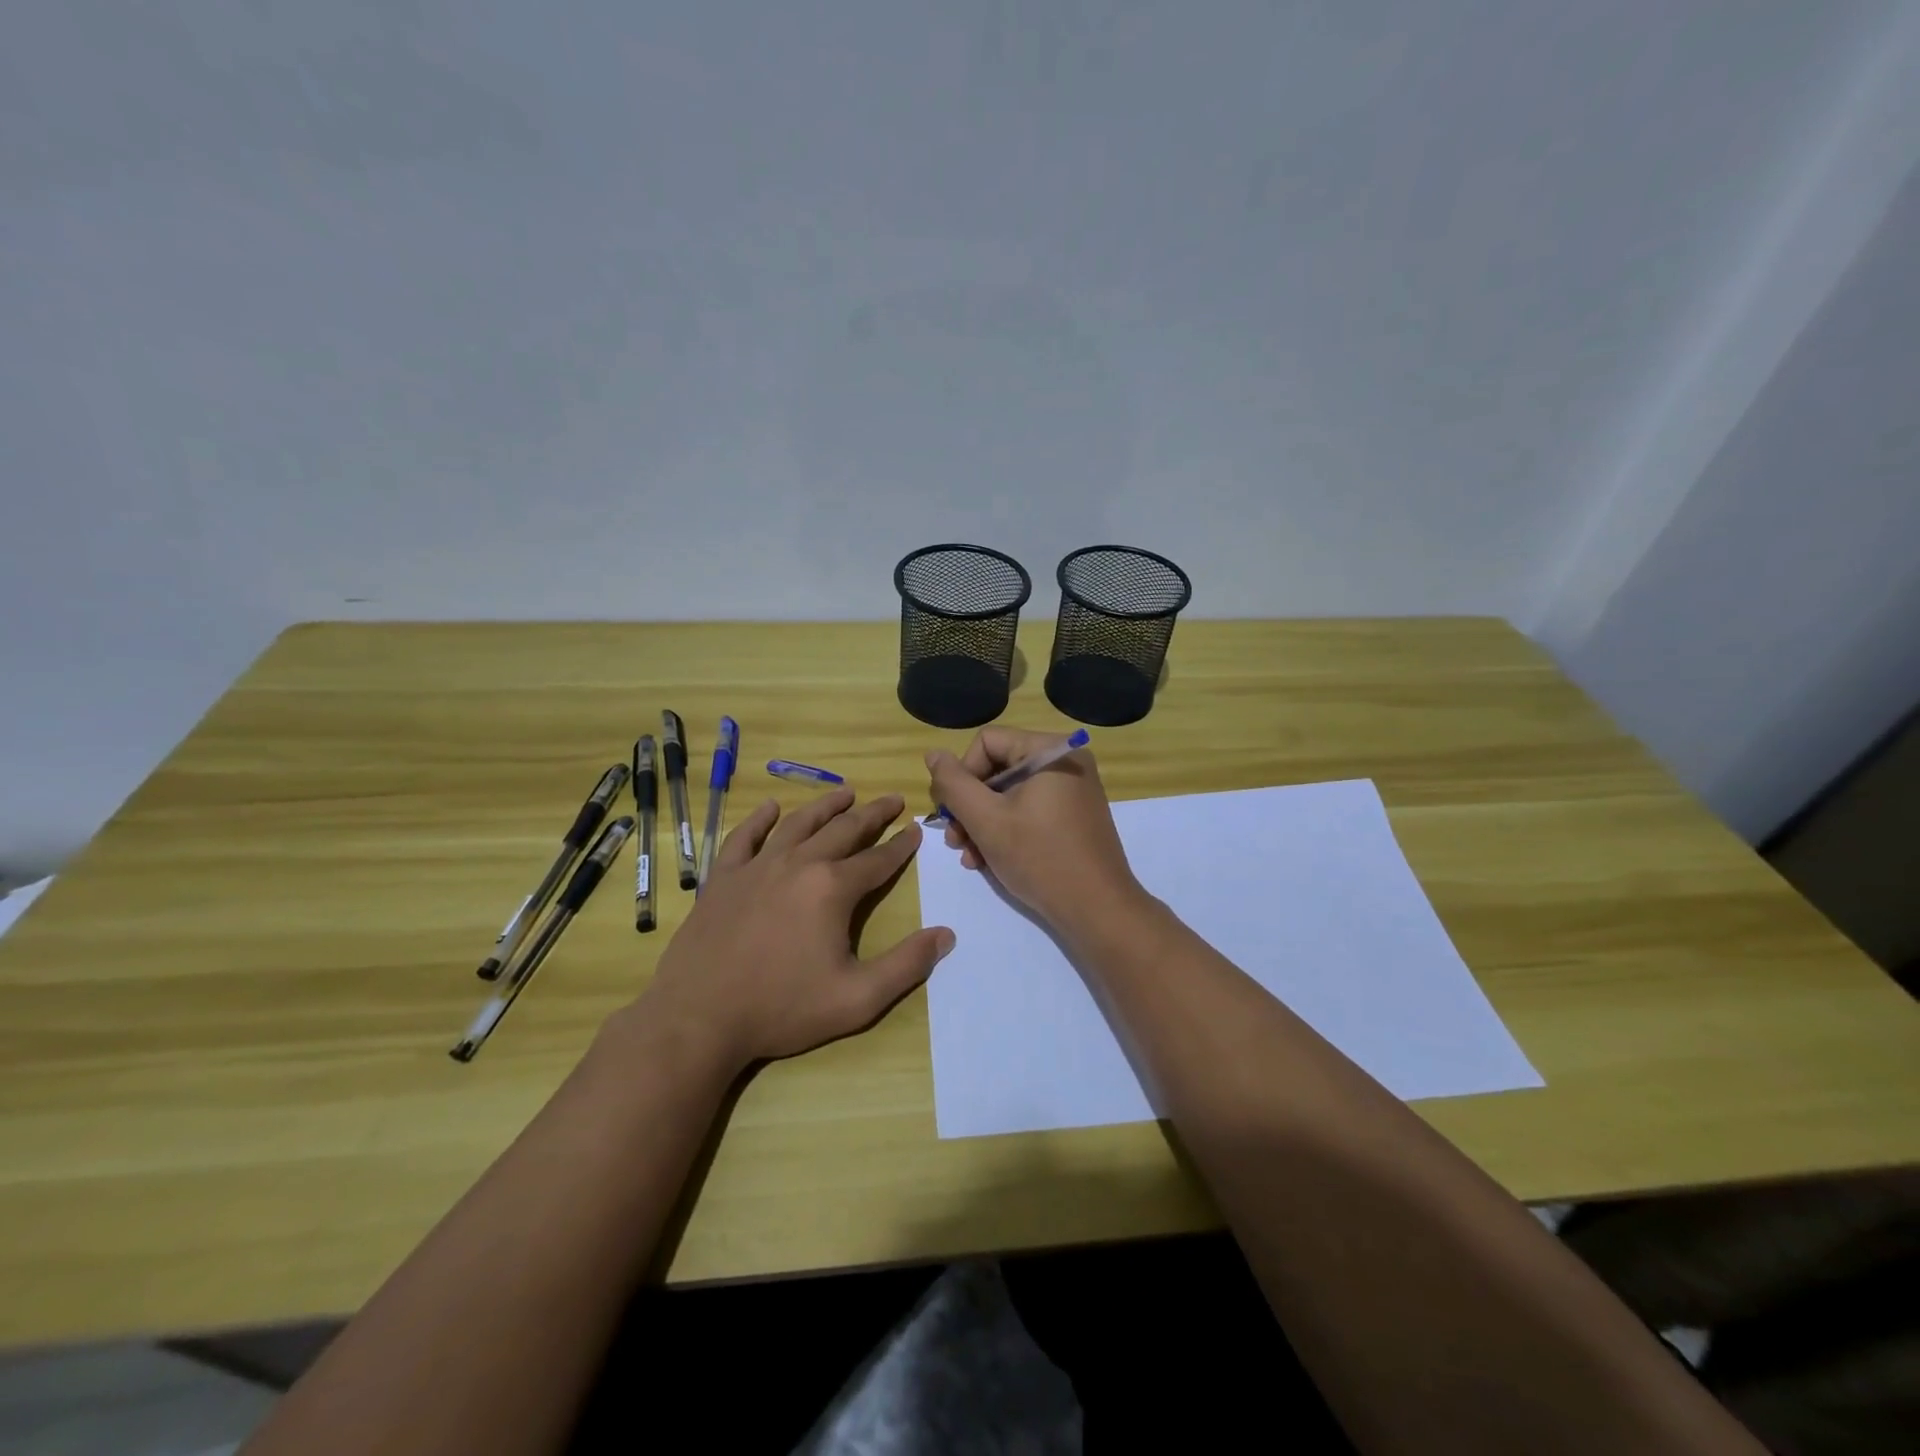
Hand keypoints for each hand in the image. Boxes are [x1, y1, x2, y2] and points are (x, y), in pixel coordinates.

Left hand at [630, 790, 953, 1072]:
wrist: (699, 1018)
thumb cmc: (782, 1009)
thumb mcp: (857, 999)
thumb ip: (906, 965)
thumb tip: (946, 935)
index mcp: (833, 888)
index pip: (878, 860)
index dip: (901, 845)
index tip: (916, 829)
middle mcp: (799, 864)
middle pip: (843, 830)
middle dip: (872, 813)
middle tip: (892, 799)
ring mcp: (757, 866)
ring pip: (798, 824)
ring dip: (826, 806)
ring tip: (845, 791)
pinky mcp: (724, 878)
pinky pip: (744, 837)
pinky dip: (759, 819)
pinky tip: (770, 808)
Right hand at [924, 727, 1147, 939]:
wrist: (1097, 909)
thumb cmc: (1040, 858)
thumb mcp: (986, 820)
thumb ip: (954, 784)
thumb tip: (933, 755)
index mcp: (1050, 750)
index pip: (987, 742)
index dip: (961, 774)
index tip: (952, 812)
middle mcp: (1066, 761)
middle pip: (997, 768)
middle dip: (969, 805)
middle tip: (953, 840)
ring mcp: (1073, 790)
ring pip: (1010, 793)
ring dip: (982, 822)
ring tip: (968, 856)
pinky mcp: (1074, 816)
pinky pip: (1029, 810)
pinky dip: (1006, 830)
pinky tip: (987, 860)